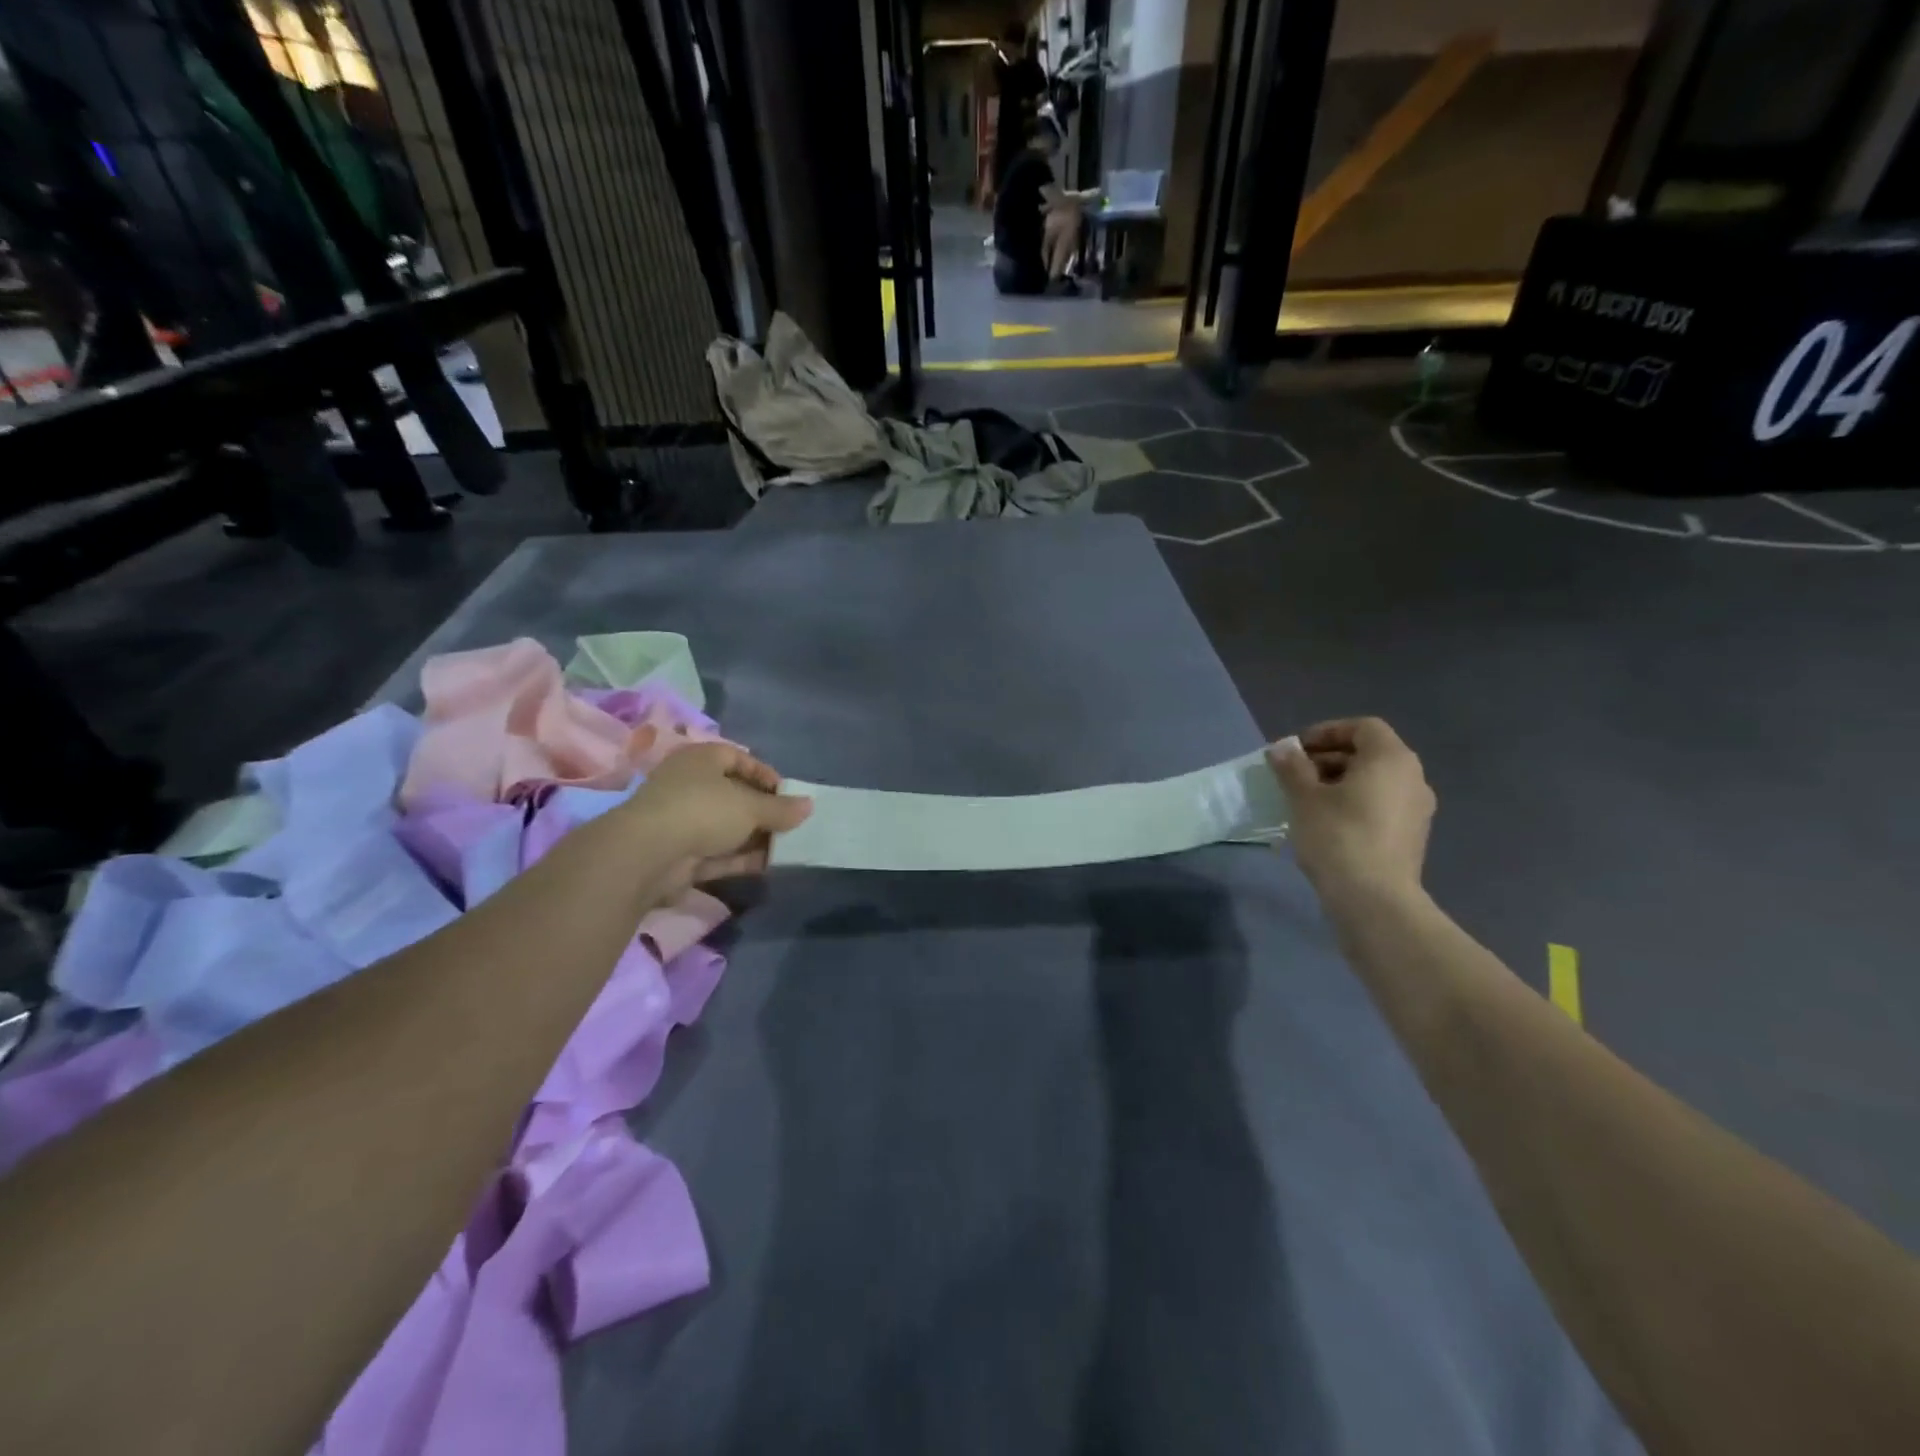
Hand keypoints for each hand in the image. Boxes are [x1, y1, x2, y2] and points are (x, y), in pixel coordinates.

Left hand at [622, 743, 811, 885]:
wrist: (647, 855)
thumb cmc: (703, 810)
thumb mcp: (750, 806)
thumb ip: (781, 808)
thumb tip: (809, 806)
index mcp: (701, 760)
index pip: (738, 758)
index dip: (765, 773)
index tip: (789, 793)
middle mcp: (690, 786)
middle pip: (734, 794)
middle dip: (764, 810)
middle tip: (791, 823)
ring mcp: (683, 822)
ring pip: (727, 826)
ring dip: (755, 837)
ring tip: (787, 846)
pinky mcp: (681, 855)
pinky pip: (718, 853)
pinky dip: (741, 858)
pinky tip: (769, 865)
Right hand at [1268, 719, 1434, 901]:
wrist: (1374, 899)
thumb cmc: (1338, 836)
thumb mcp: (1304, 797)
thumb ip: (1292, 767)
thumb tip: (1282, 748)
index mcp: (1391, 759)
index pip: (1362, 727)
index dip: (1327, 732)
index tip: (1296, 750)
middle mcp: (1413, 778)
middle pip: (1369, 754)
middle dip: (1328, 759)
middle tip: (1294, 775)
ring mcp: (1417, 810)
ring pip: (1374, 782)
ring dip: (1339, 783)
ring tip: (1304, 801)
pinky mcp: (1411, 837)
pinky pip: (1380, 806)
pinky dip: (1353, 804)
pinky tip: (1325, 824)